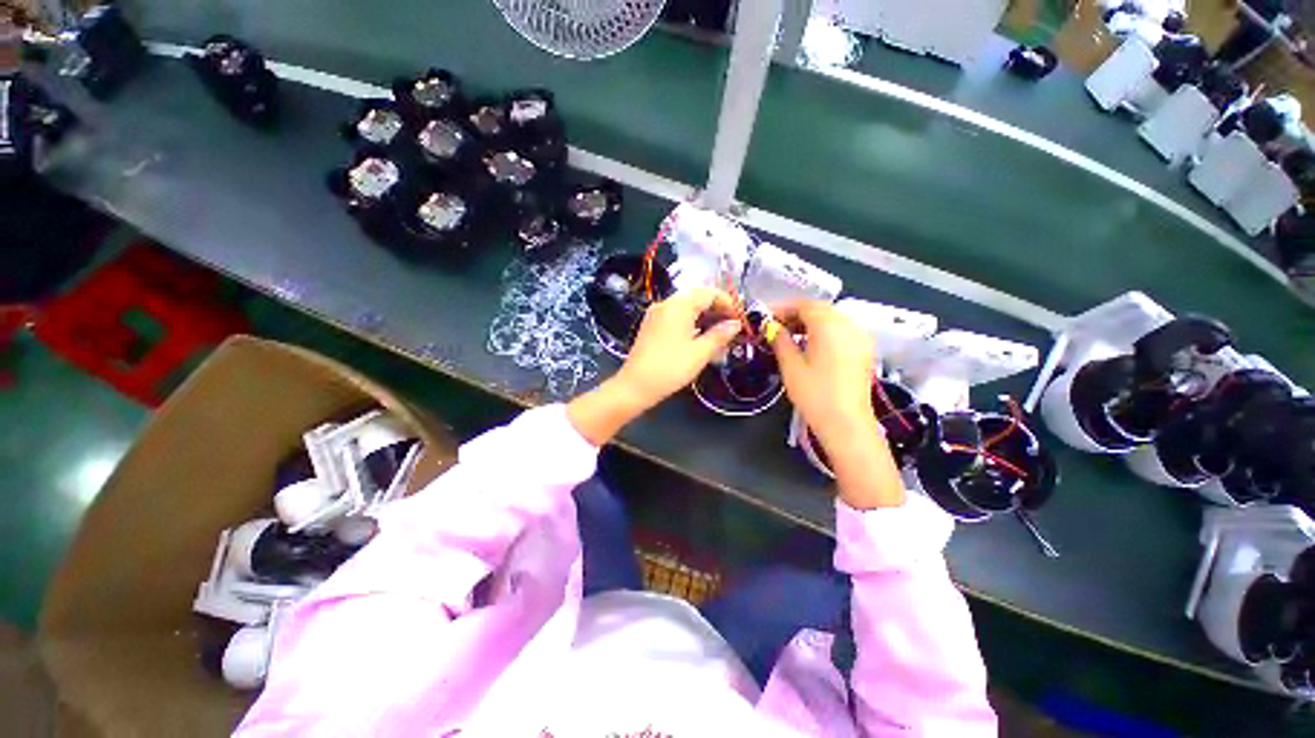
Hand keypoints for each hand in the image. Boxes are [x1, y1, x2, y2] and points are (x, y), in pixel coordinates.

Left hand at [568, 287, 741, 445]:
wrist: (635, 385)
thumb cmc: (670, 368)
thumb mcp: (700, 353)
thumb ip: (720, 335)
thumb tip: (735, 324)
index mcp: (679, 305)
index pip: (709, 292)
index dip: (727, 303)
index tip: (738, 319)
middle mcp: (666, 303)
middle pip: (696, 297)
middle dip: (716, 309)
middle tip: (730, 327)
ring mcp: (656, 314)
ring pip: (685, 307)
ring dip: (703, 316)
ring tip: (717, 334)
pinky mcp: (651, 326)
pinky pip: (675, 316)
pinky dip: (690, 322)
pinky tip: (698, 338)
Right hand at [769, 301, 904, 508]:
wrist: (846, 423)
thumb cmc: (814, 393)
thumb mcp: (790, 365)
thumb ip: (780, 340)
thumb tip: (772, 328)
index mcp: (830, 325)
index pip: (805, 305)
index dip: (783, 308)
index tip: (766, 317)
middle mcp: (849, 325)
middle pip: (820, 309)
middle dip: (796, 314)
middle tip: (775, 327)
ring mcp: (861, 337)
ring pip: (832, 319)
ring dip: (810, 322)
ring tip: (789, 336)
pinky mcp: (864, 350)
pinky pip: (842, 330)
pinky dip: (824, 331)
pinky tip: (810, 345)